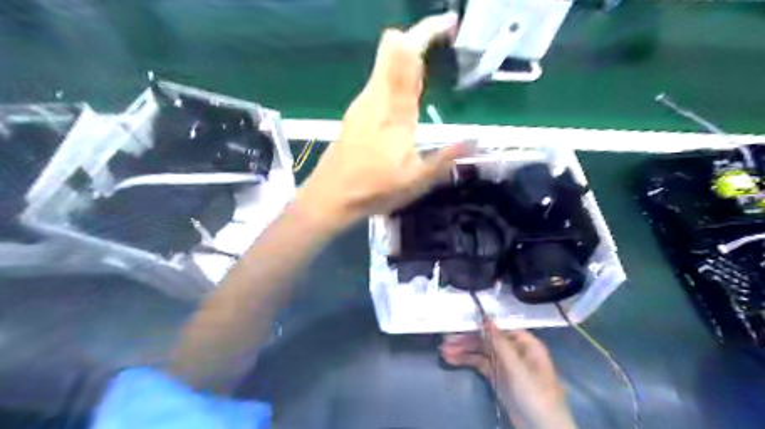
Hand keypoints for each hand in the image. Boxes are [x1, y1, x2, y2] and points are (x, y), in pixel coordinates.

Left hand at [297, 12, 465, 228]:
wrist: (331, 195)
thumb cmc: (373, 190)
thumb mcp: (415, 182)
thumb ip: (445, 158)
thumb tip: (474, 140)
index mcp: (395, 111)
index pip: (407, 55)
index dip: (428, 32)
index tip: (450, 25)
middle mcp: (376, 97)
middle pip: (392, 46)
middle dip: (420, 35)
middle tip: (446, 39)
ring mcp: (363, 101)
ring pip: (384, 60)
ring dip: (409, 53)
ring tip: (433, 63)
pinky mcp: (356, 110)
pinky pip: (379, 78)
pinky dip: (398, 71)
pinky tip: (409, 92)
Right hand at [440, 323, 576, 428]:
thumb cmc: (535, 394)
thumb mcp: (517, 367)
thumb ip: (500, 342)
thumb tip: (486, 318)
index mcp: (524, 343)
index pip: (498, 328)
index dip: (480, 326)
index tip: (460, 324)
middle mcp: (514, 350)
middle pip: (487, 340)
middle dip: (466, 340)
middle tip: (446, 341)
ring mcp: (505, 364)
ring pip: (481, 352)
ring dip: (463, 351)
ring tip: (443, 352)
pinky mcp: (497, 377)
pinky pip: (480, 364)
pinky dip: (466, 362)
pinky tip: (452, 360)